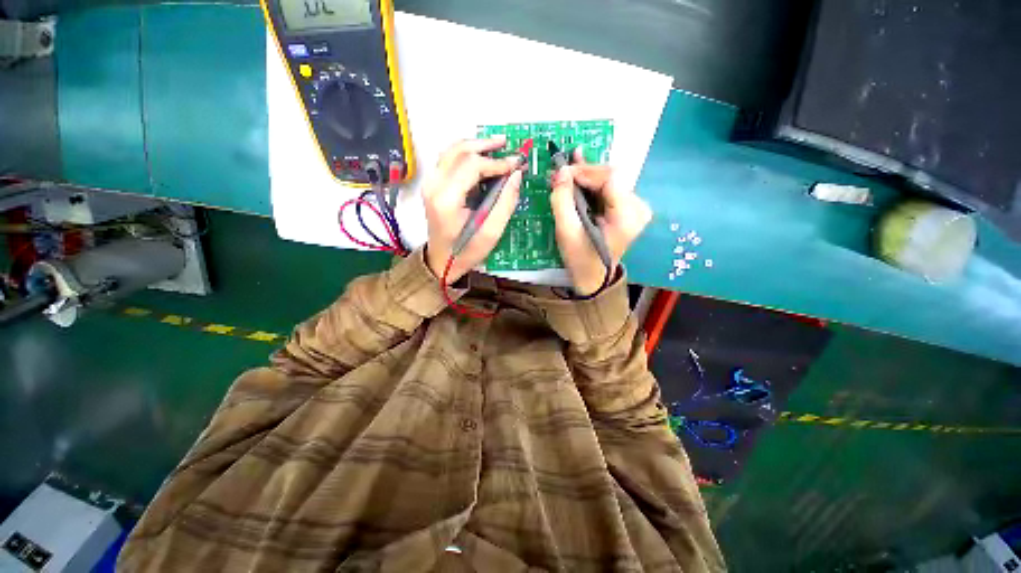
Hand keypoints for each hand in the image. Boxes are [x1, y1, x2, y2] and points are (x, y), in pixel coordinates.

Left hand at [423, 137, 523, 282]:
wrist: (441, 261)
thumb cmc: (466, 251)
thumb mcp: (491, 233)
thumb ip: (505, 203)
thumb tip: (516, 175)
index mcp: (447, 199)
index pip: (472, 166)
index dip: (497, 162)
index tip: (517, 164)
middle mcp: (434, 185)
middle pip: (459, 151)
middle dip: (486, 145)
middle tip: (508, 145)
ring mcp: (430, 183)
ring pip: (452, 151)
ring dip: (475, 145)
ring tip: (497, 146)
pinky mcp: (432, 185)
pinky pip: (449, 159)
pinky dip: (466, 154)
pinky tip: (481, 156)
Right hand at [550, 148, 651, 294]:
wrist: (593, 277)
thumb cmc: (580, 257)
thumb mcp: (566, 231)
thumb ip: (562, 199)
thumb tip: (561, 169)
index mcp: (627, 217)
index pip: (610, 179)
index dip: (585, 171)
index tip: (562, 172)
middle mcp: (638, 208)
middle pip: (611, 177)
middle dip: (584, 173)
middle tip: (560, 173)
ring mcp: (636, 208)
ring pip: (610, 180)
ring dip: (586, 177)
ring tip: (566, 173)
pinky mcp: (629, 209)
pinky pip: (610, 189)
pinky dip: (592, 184)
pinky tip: (579, 173)